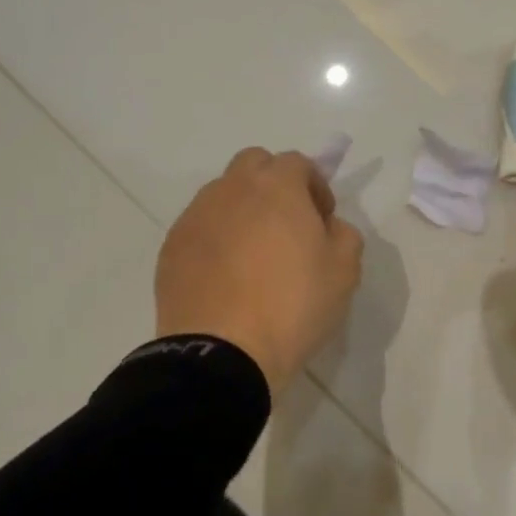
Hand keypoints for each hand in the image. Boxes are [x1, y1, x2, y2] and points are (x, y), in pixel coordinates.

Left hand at [156, 148, 364, 397]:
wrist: (222, 353)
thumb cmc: (292, 306)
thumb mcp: (344, 272)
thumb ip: (344, 234)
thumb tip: (327, 226)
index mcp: (276, 187)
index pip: (297, 163)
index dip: (315, 186)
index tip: (322, 220)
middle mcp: (231, 189)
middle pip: (253, 165)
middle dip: (273, 184)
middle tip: (287, 226)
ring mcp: (195, 216)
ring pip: (222, 195)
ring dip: (242, 210)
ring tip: (253, 254)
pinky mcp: (171, 247)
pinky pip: (200, 228)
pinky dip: (216, 239)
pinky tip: (226, 276)